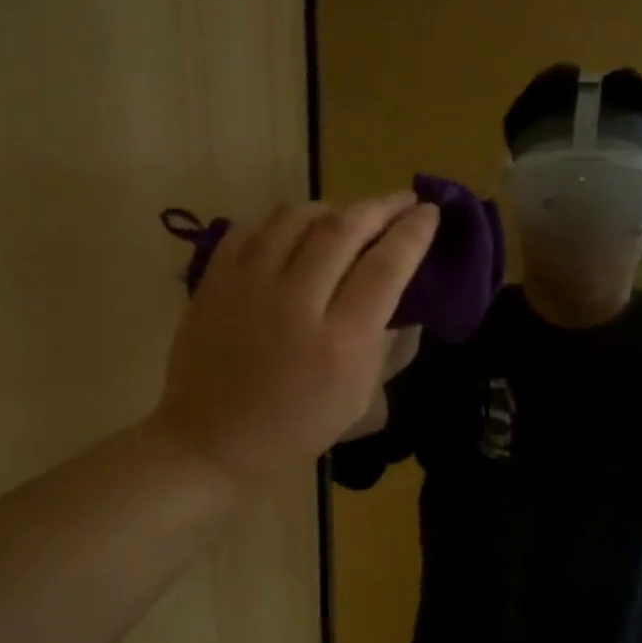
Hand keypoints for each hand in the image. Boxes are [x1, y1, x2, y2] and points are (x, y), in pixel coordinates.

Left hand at [155, 193, 438, 489]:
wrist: (212, 443)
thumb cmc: (296, 430)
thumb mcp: (359, 401)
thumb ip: (385, 346)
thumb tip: (403, 303)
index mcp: (340, 343)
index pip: (386, 268)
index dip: (412, 234)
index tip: (428, 212)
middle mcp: (296, 304)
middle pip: (345, 230)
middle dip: (381, 207)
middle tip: (403, 199)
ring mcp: (248, 288)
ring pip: (297, 218)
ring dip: (332, 208)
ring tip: (348, 215)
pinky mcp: (213, 282)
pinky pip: (252, 228)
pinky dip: (282, 221)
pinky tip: (296, 231)